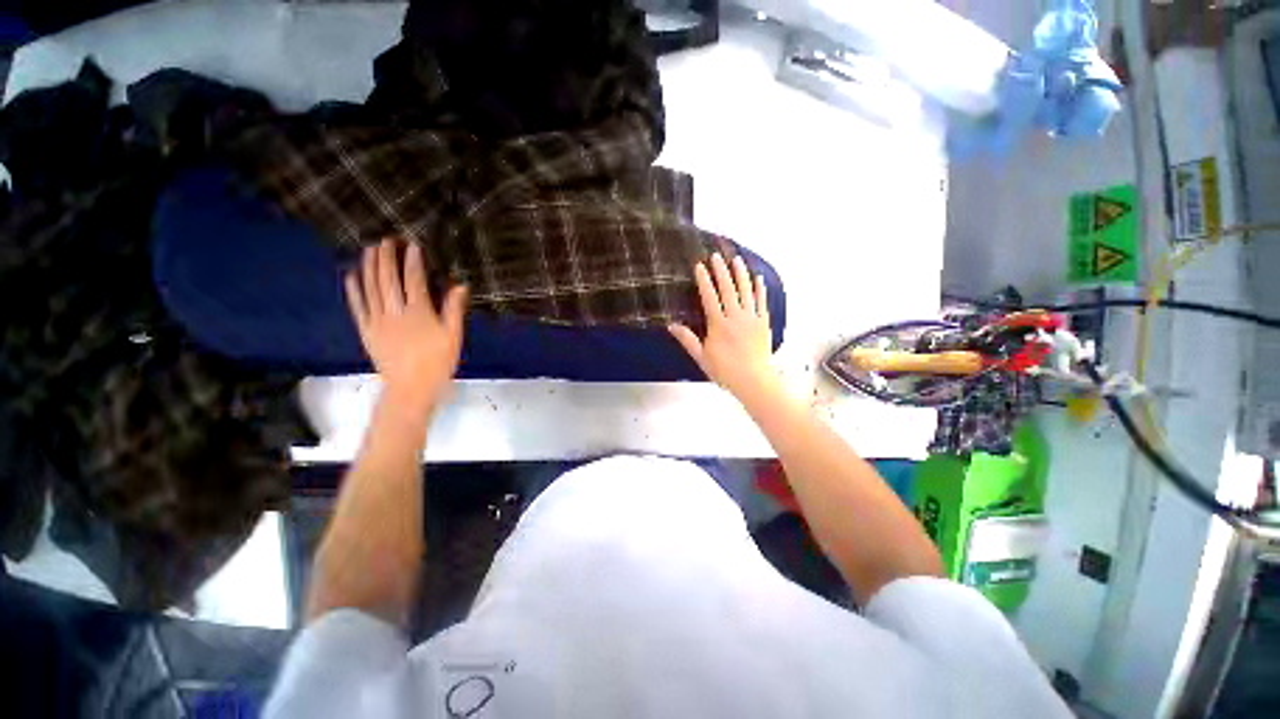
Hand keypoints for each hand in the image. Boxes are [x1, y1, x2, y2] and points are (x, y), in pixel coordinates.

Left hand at [346, 239, 468, 418]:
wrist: (411, 388)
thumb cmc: (438, 362)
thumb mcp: (453, 336)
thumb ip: (454, 310)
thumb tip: (459, 285)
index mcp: (419, 312)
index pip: (414, 280)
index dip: (412, 261)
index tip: (411, 245)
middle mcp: (395, 312)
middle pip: (388, 280)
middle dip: (386, 258)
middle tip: (385, 240)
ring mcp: (377, 321)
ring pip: (371, 288)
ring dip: (369, 267)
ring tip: (368, 250)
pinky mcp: (366, 331)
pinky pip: (358, 307)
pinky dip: (354, 290)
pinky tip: (351, 276)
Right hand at [669, 253, 777, 400]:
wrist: (754, 381)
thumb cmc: (725, 371)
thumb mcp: (702, 357)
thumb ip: (688, 339)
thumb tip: (671, 325)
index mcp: (719, 324)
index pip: (709, 297)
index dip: (704, 280)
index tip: (700, 266)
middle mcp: (735, 317)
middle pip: (727, 289)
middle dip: (721, 271)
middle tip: (716, 256)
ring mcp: (751, 318)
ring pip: (746, 291)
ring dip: (740, 274)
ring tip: (736, 260)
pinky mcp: (763, 323)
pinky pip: (762, 301)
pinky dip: (760, 289)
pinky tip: (758, 278)